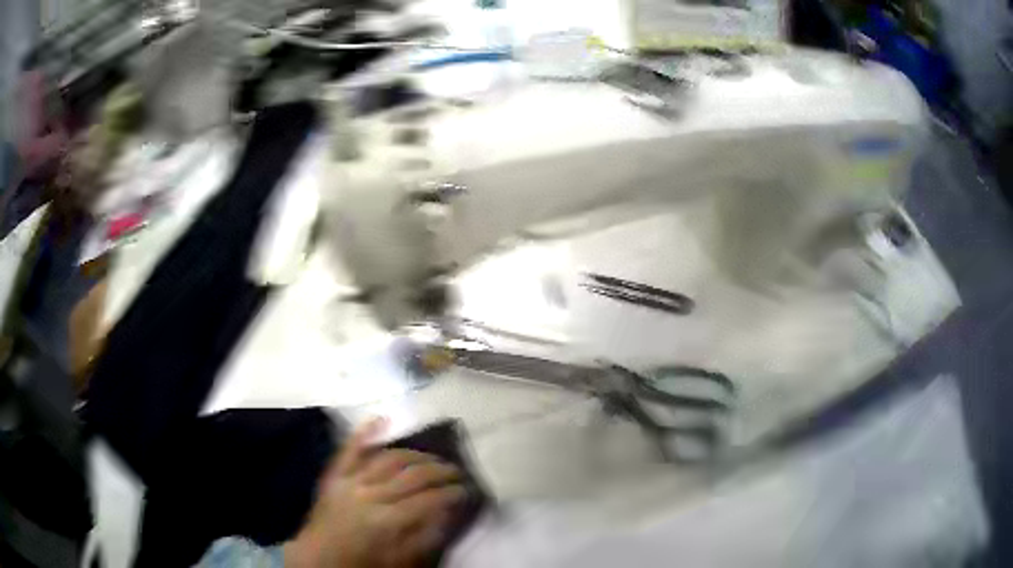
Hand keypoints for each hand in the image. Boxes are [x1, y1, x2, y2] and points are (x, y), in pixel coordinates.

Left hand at [285, 419, 464, 567]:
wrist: (318, 557)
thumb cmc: (362, 561)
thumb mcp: (400, 559)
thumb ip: (424, 536)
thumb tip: (447, 513)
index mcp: (386, 520)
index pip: (428, 500)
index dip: (451, 493)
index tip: (466, 491)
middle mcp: (369, 494)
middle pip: (412, 475)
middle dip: (440, 471)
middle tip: (457, 472)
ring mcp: (349, 480)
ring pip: (389, 458)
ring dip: (415, 455)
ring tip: (432, 458)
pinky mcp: (335, 474)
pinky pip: (350, 448)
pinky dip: (365, 432)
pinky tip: (382, 418)